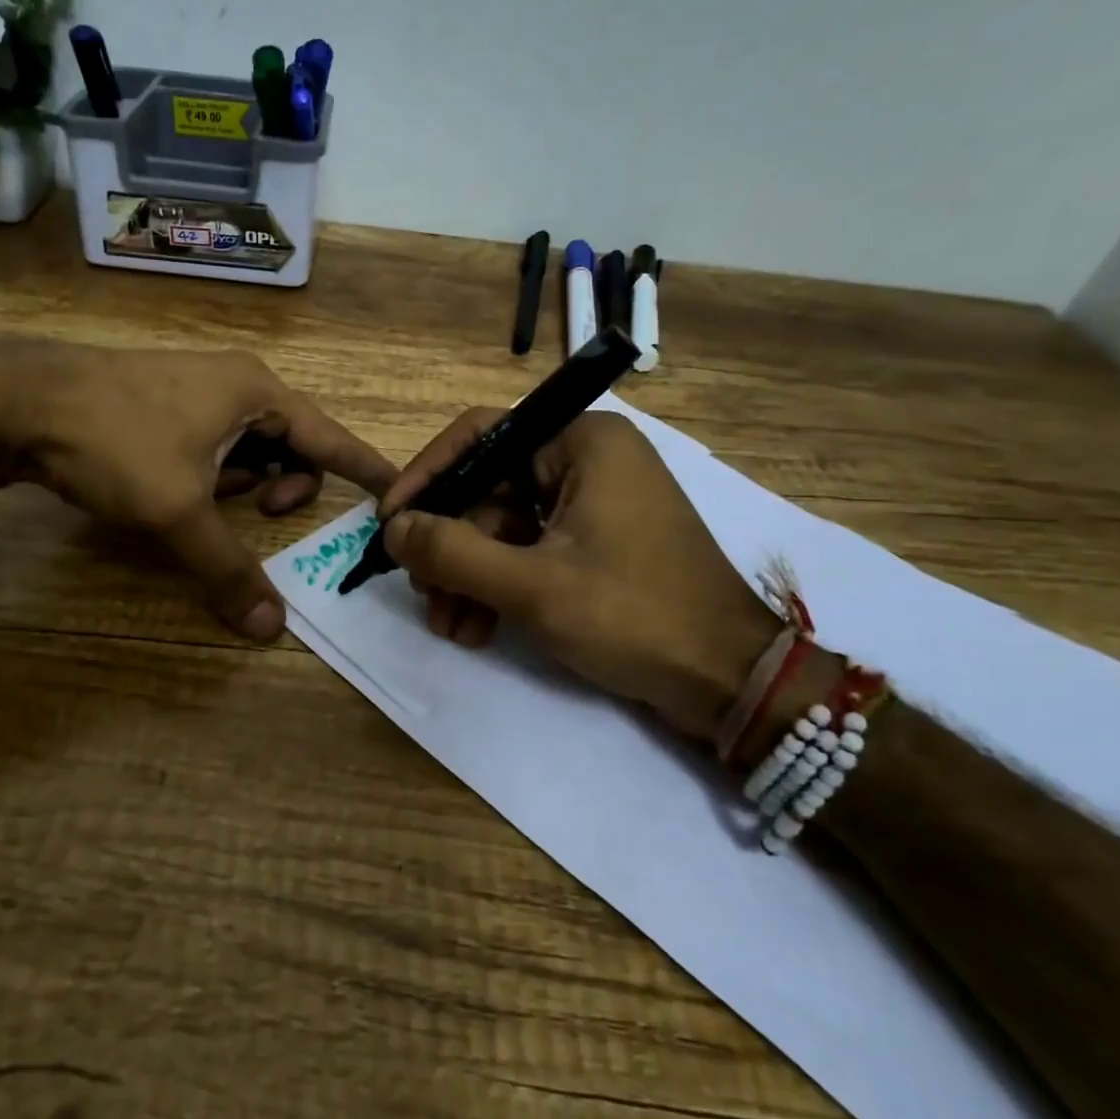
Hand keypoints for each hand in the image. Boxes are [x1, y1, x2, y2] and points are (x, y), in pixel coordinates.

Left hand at [0, 340, 396, 639]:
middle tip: (261, 512)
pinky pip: (218, 439)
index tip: (400, 492)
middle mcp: (238, 382)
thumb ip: (229, 568)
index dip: (367, 469)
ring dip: (247, 481)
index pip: (332, 437)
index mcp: (258, 392)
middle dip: (287, 484)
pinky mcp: (169, 401)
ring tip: (216, 501)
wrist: (21, 401)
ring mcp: (201, 388)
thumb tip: (273, 629)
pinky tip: (187, 487)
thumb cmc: (117, 442)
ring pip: (251, 444)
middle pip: (293, 442)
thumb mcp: (178, 511)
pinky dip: (218, 470)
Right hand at [378, 409, 779, 734]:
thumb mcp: (532, 586)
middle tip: (421, 592)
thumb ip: (452, 552)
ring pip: (504, 526)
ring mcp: (594, 503)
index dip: (427, 476)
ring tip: (447, 624)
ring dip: (469, 575)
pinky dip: (499, 586)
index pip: (480, 435)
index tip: (389, 522)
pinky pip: (530, 550)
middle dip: (450, 546)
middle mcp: (587, 460)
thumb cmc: (634, 616)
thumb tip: (392, 529)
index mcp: (582, 442)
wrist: (730, 682)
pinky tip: (475, 629)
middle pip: (489, 488)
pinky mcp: (596, 542)